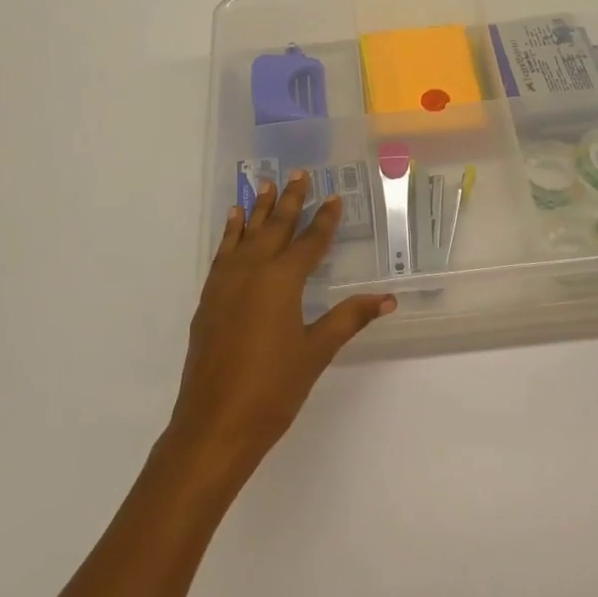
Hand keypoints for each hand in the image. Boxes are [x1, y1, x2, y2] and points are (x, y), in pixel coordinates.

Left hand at [172, 172, 395, 475]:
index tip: (335, 198)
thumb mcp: (316, 351)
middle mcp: (252, 271)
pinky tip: (234, 222)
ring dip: (258, 209)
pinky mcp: (209, 297)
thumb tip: (388, 299)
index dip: (325, 220)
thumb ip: (349, 318)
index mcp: (282, 281)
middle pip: (275, 227)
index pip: (310, 242)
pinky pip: (223, 252)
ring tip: (265, 184)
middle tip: (298, 174)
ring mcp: (225, 282)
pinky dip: (230, 233)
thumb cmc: (273, 388)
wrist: (214, 422)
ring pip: (245, 234)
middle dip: (290, 200)